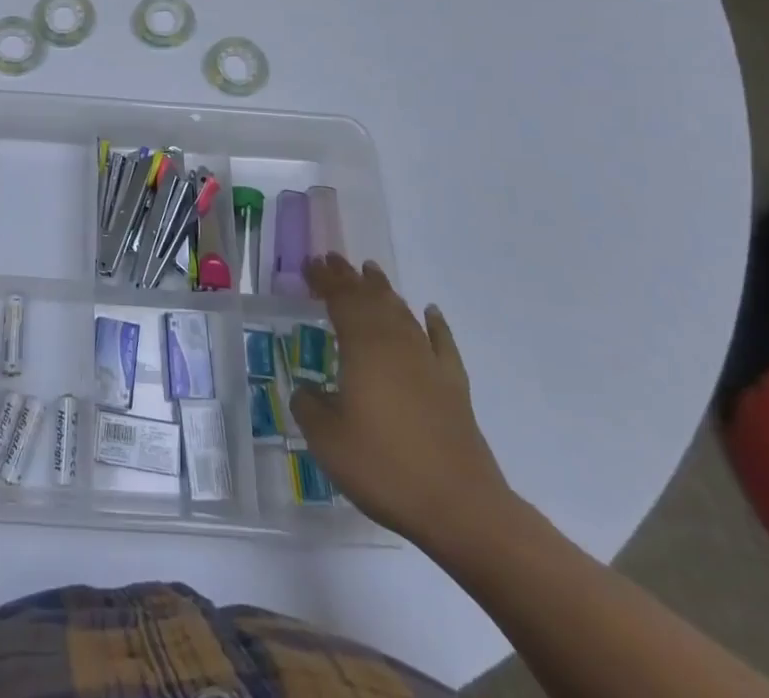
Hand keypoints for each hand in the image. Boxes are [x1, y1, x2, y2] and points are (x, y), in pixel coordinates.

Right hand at [289, 253, 513, 548]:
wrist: (461, 508)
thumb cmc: (384, 466)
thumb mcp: (326, 439)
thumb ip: (309, 406)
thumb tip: (307, 391)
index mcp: (363, 347)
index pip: (340, 299)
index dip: (324, 279)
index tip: (309, 264)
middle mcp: (396, 344)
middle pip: (371, 299)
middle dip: (350, 278)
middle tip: (333, 260)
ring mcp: (429, 364)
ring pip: (403, 314)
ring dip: (384, 291)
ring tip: (371, 273)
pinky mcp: (454, 388)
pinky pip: (443, 344)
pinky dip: (435, 324)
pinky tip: (430, 312)